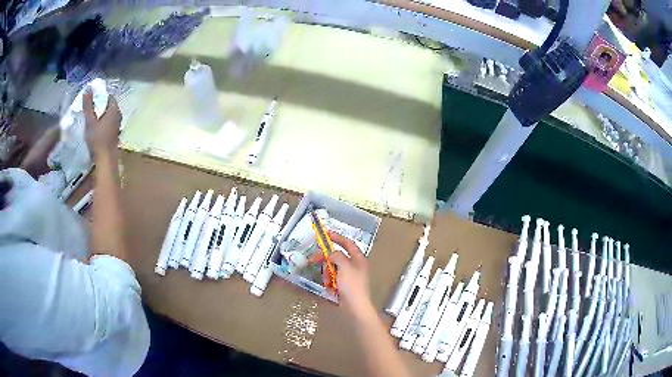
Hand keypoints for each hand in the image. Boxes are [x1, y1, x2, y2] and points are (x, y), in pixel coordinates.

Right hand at [83, 90, 120, 156]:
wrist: (105, 160)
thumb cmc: (97, 139)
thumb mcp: (90, 121)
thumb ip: (88, 105)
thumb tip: (88, 88)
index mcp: (114, 109)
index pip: (109, 96)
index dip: (100, 96)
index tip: (92, 99)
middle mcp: (119, 115)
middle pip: (109, 106)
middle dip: (100, 105)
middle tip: (90, 108)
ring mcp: (118, 125)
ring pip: (109, 115)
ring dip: (101, 115)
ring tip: (91, 117)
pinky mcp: (115, 134)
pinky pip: (109, 123)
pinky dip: (103, 123)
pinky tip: (96, 128)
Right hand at [328, 230, 375, 320]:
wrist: (355, 307)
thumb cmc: (352, 285)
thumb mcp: (344, 266)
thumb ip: (337, 256)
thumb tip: (331, 253)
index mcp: (358, 259)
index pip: (348, 243)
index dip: (337, 237)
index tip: (325, 234)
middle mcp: (355, 266)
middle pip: (337, 257)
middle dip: (326, 259)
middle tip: (313, 260)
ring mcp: (349, 277)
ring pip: (333, 269)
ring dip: (327, 273)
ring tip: (327, 281)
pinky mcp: (344, 286)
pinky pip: (333, 279)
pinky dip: (329, 282)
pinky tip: (329, 288)